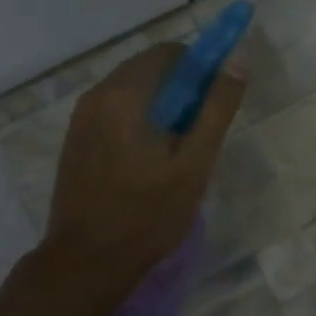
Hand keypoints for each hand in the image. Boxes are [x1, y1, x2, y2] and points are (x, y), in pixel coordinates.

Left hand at [40, 43, 245, 296]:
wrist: (87, 262)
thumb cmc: (148, 213)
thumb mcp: (195, 162)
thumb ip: (217, 107)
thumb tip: (238, 58)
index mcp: (124, 94)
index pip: (170, 53)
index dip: (202, 68)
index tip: (216, 104)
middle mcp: (97, 95)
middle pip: (150, 69)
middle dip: (183, 89)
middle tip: (202, 132)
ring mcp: (82, 118)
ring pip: (134, 91)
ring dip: (163, 106)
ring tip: (180, 151)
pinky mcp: (77, 139)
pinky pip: (117, 111)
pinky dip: (141, 120)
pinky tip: (152, 160)